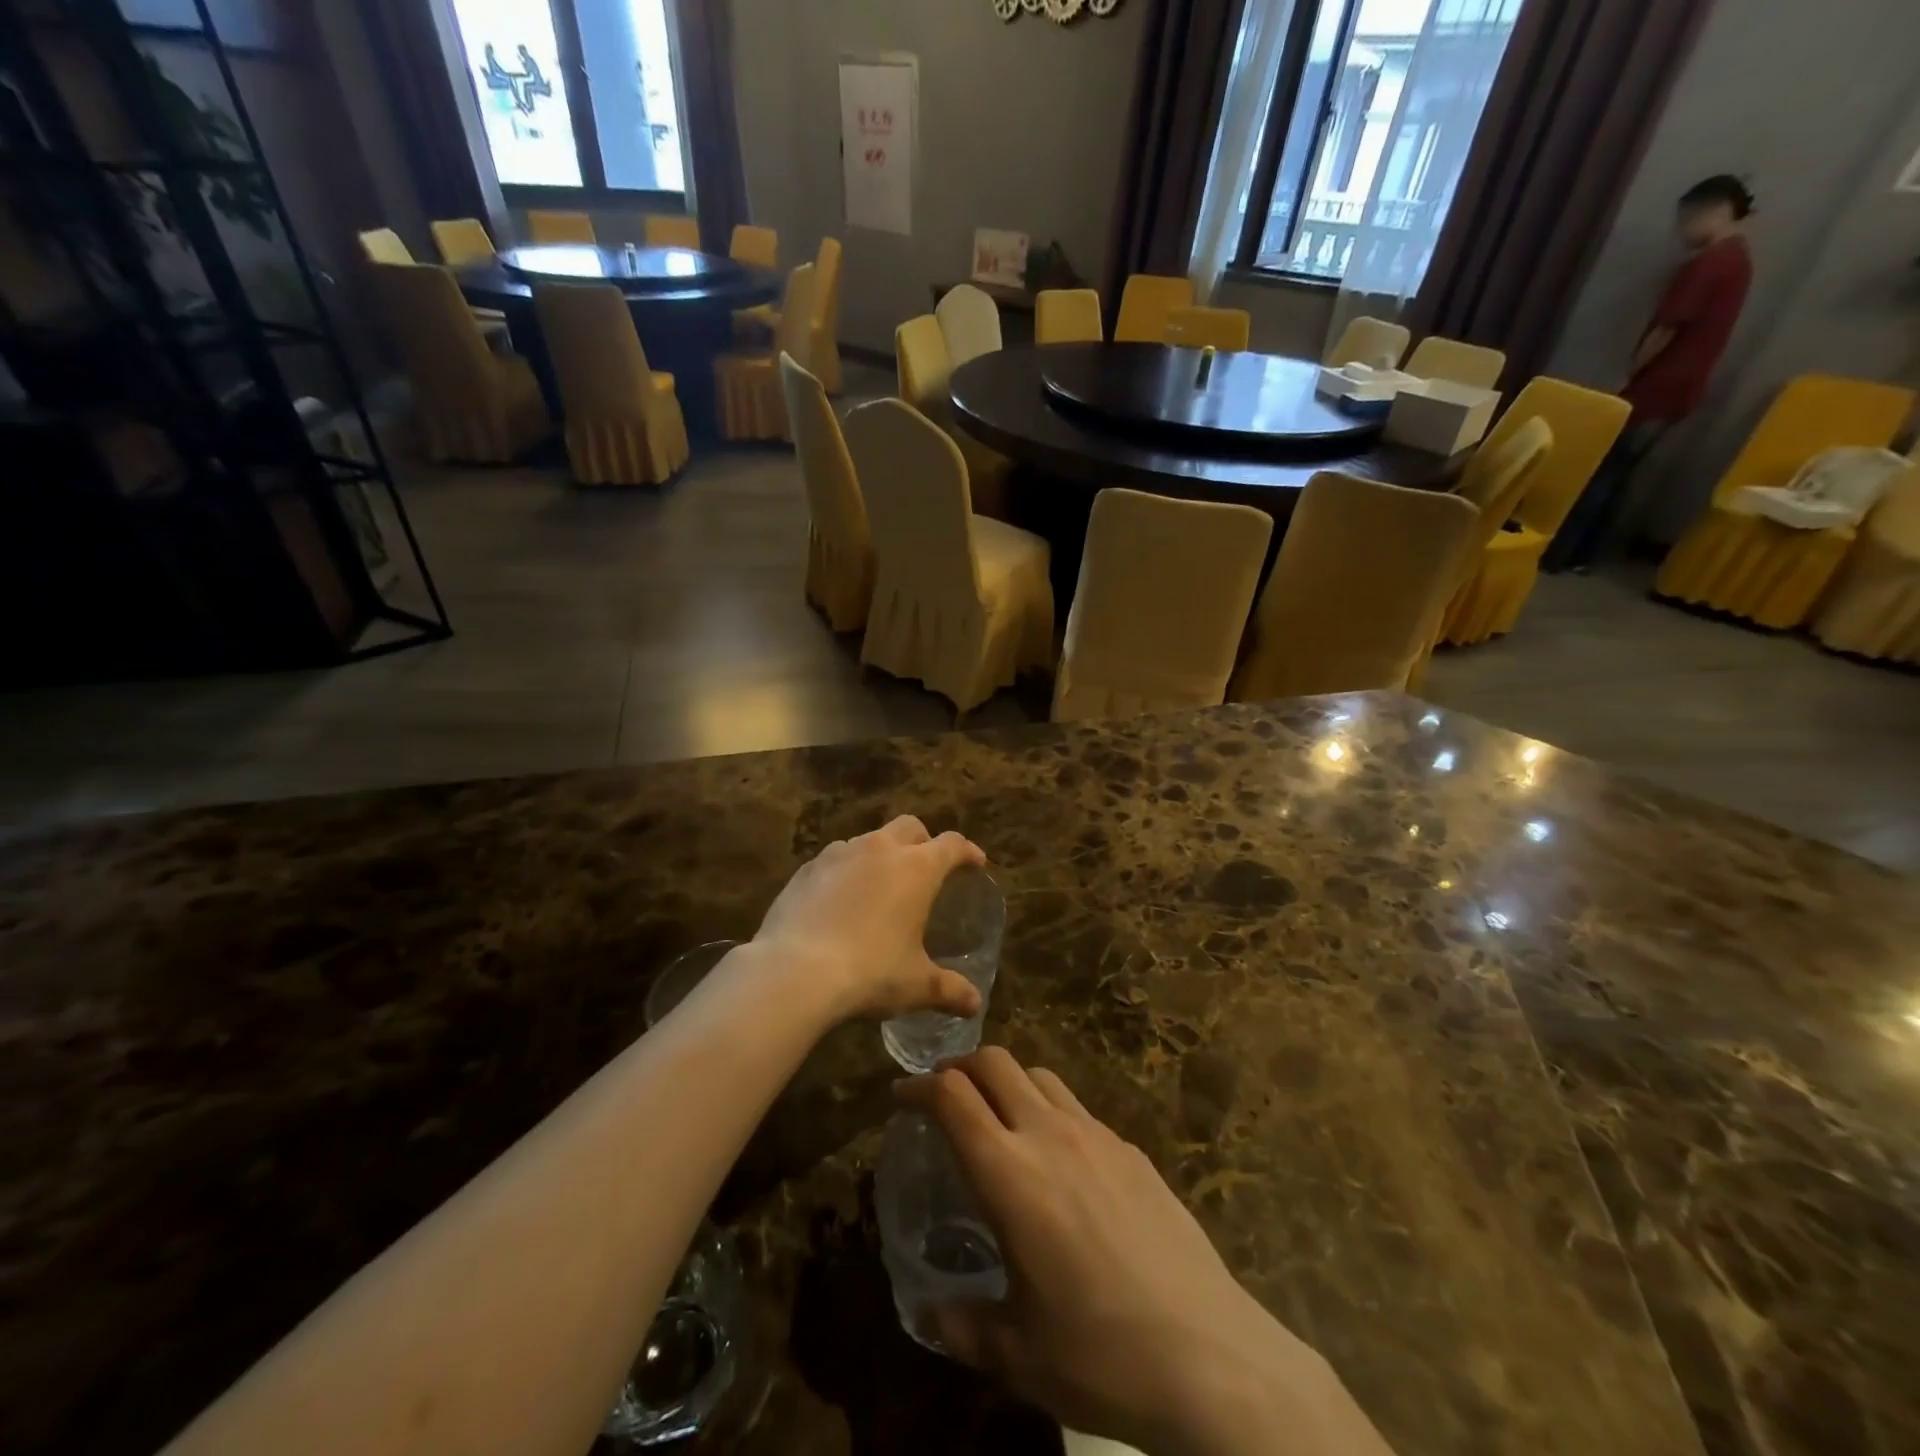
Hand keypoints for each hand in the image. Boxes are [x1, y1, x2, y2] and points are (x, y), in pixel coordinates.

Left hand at [751, 816, 986, 1022]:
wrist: (794, 971)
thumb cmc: (870, 972)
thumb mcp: (916, 985)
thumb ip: (949, 989)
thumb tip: (975, 1004)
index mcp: (916, 868)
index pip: (952, 844)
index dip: (968, 852)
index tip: (976, 863)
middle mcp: (879, 849)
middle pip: (910, 827)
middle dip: (924, 842)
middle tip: (927, 870)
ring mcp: (838, 854)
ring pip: (869, 839)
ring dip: (882, 854)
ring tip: (881, 886)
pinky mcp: (806, 869)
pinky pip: (835, 859)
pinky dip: (847, 871)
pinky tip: (841, 900)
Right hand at [897, 1050, 1393, 1455]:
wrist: (1210, 1355)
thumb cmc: (1100, 1355)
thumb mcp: (1016, 1352)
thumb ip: (961, 1324)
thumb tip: (926, 1311)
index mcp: (1010, 1174)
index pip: (952, 1097)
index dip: (918, 1087)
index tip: (900, 1098)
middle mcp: (1049, 1135)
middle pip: (995, 1062)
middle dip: (960, 1066)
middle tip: (943, 1096)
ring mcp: (1096, 1135)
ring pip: (1039, 1074)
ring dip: (1007, 1081)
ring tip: (998, 1119)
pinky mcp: (1131, 1149)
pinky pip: (1077, 1107)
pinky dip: (1050, 1111)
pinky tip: (1059, 1161)